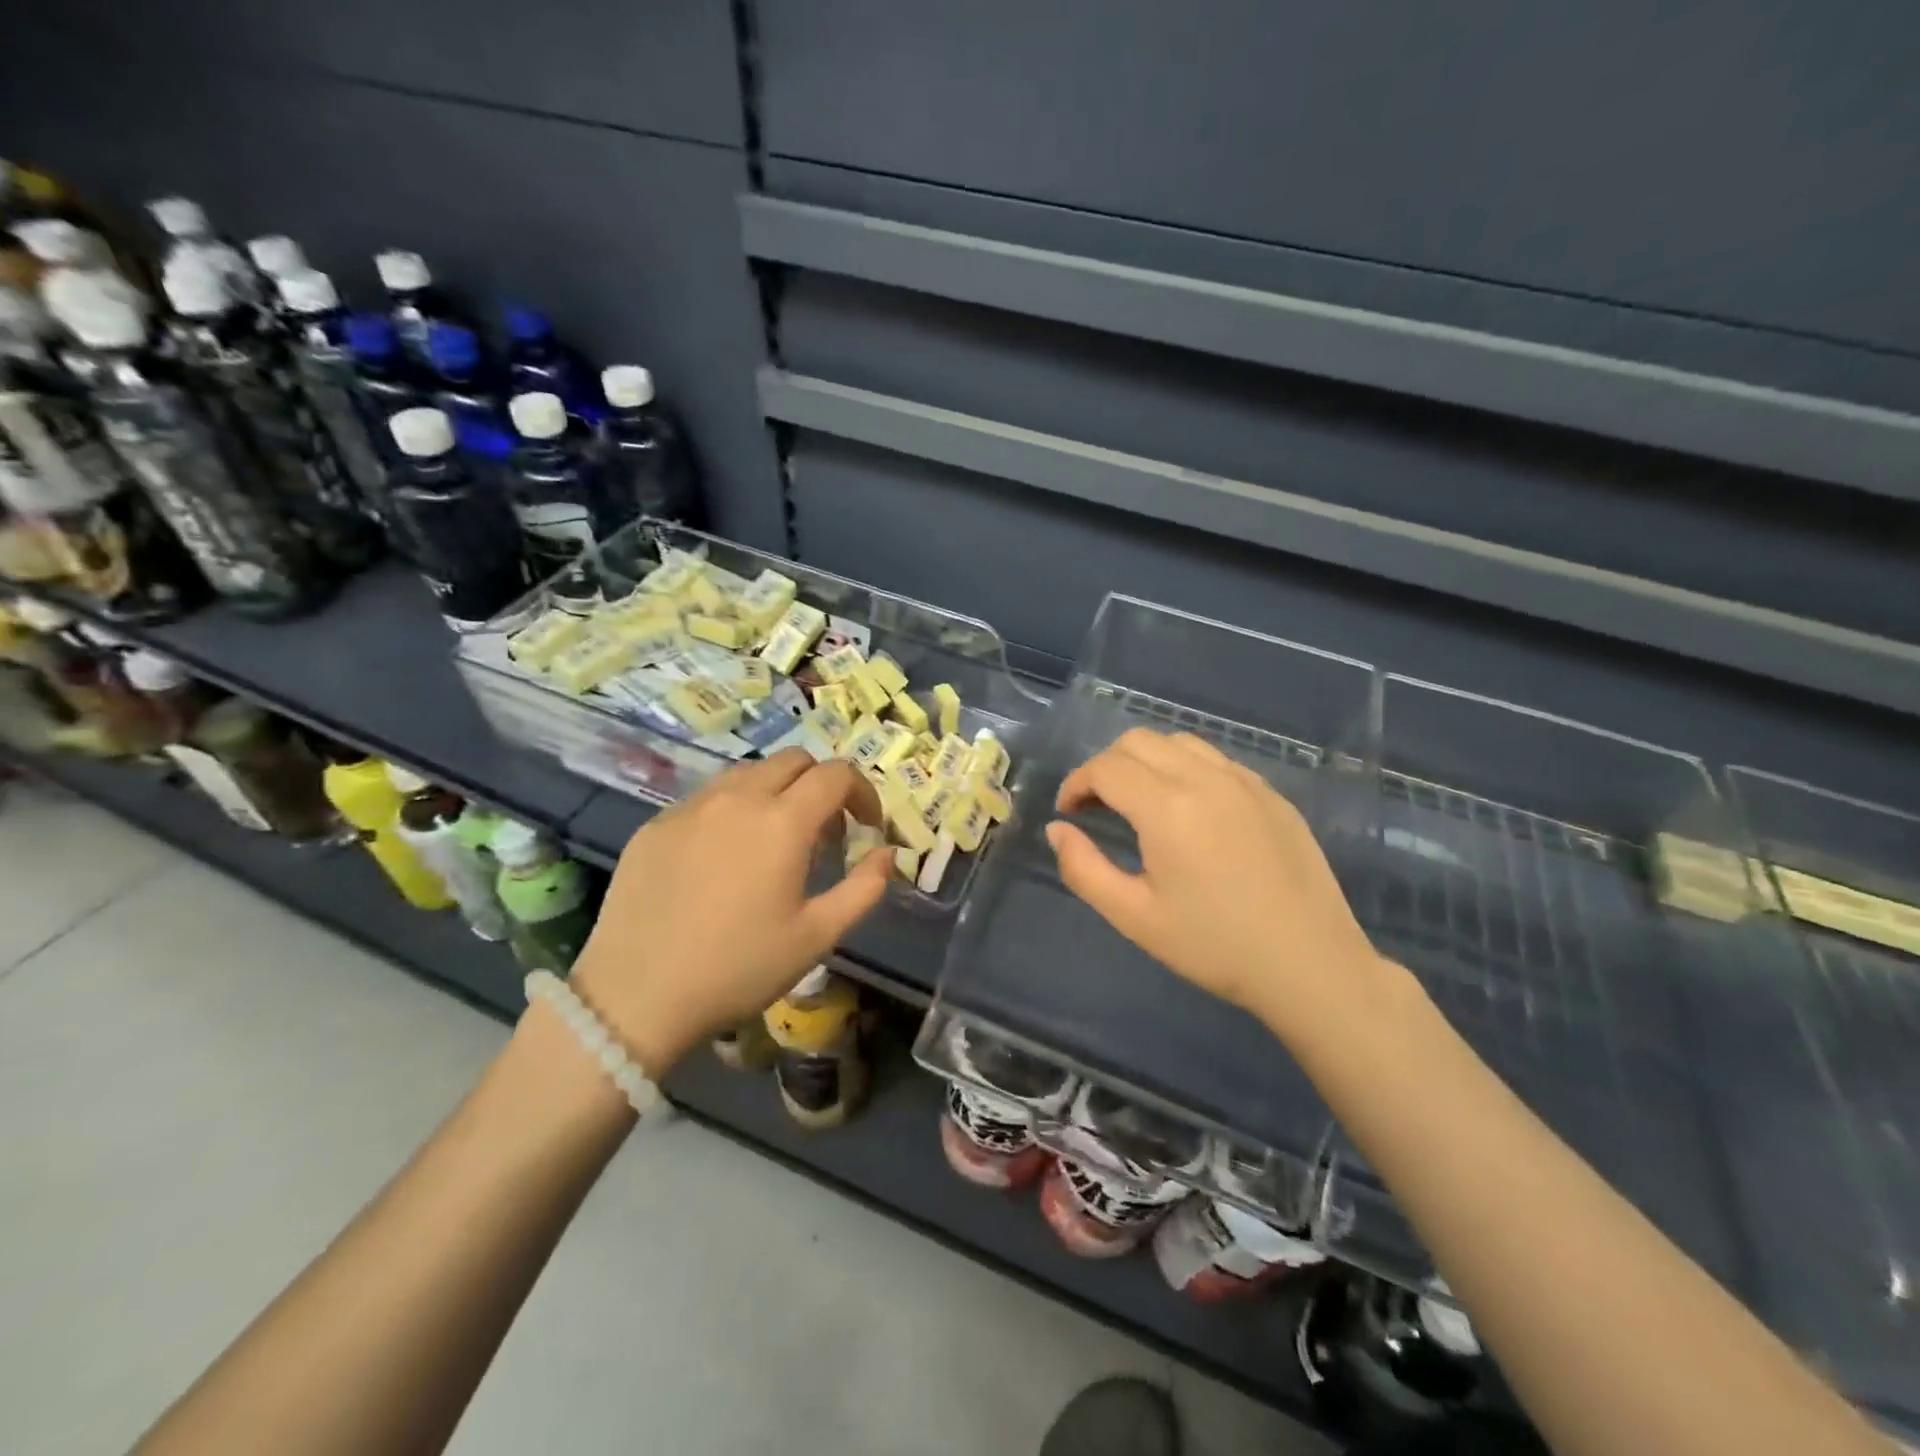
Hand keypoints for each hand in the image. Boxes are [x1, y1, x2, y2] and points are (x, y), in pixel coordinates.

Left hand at [570, 749, 891, 1074]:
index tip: (867, 826)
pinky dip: (733, 810)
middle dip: (821, 785)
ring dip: (776, 792)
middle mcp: (738, 798)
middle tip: (824, 833)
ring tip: (774, 841)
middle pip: (794, 760)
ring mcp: (691, 807)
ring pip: (748, 773)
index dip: (862, 792)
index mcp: (782, 822)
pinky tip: (723, 858)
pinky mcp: (655, 824)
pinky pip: (707, 798)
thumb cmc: (738, 968)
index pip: (836, 775)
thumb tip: (887, 854)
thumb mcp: (817, 937)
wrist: (636, 996)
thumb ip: (864, 888)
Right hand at [1046, 727, 1399, 1046]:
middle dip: (1106, 766)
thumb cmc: (1214, 946)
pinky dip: (1186, 768)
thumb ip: (1083, 868)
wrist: (1310, 965)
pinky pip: (1216, 760)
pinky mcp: (1272, 795)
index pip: (1106, 767)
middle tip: (1097, 807)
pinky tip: (1190, 810)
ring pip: (1179, 743)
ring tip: (1140, 802)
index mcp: (1167, 807)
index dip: (1076, 783)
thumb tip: (1058, 830)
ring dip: (1146, 760)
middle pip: (1138, 741)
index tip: (1068, 813)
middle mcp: (1205, 779)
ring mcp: (1244, 782)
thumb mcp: (1134, 917)